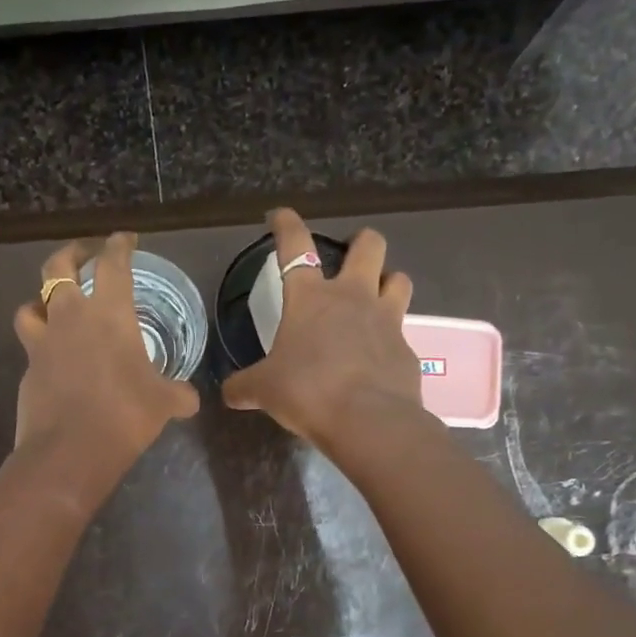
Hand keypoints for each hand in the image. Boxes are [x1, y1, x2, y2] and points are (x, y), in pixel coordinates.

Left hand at [13, 233, 200, 494]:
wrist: (70, 450)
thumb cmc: (125, 415)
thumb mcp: (164, 403)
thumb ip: (178, 394)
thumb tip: (190, 400)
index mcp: (109, 313)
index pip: (112, 264)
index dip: (119, 246)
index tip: (125, 239)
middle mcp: (71, 317)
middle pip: (57, 268)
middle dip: (70, 255)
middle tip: (83, 257)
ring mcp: (43, 342)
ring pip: (31, 304)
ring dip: (41, 300)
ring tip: (53, 307)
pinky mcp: (28, 369)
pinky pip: (30, 345)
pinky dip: (40, 343)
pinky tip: (53, 357)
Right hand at [221, 209, 419, 451]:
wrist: (367, 421)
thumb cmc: (307, 391)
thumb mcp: (264, 390)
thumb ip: (244, 387)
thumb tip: (228, 393)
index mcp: (310, 298)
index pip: (295, 245)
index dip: (286, 225)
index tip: (279, 216)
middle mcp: (352, 297)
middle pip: (369, 245)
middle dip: (360, 242)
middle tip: (351, 254)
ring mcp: (386, 320)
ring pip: (398, 279)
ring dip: (387, 281)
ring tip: (375, 297)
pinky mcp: (407, 350)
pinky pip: (402, 331)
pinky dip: (390, 337)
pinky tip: (378, 357)